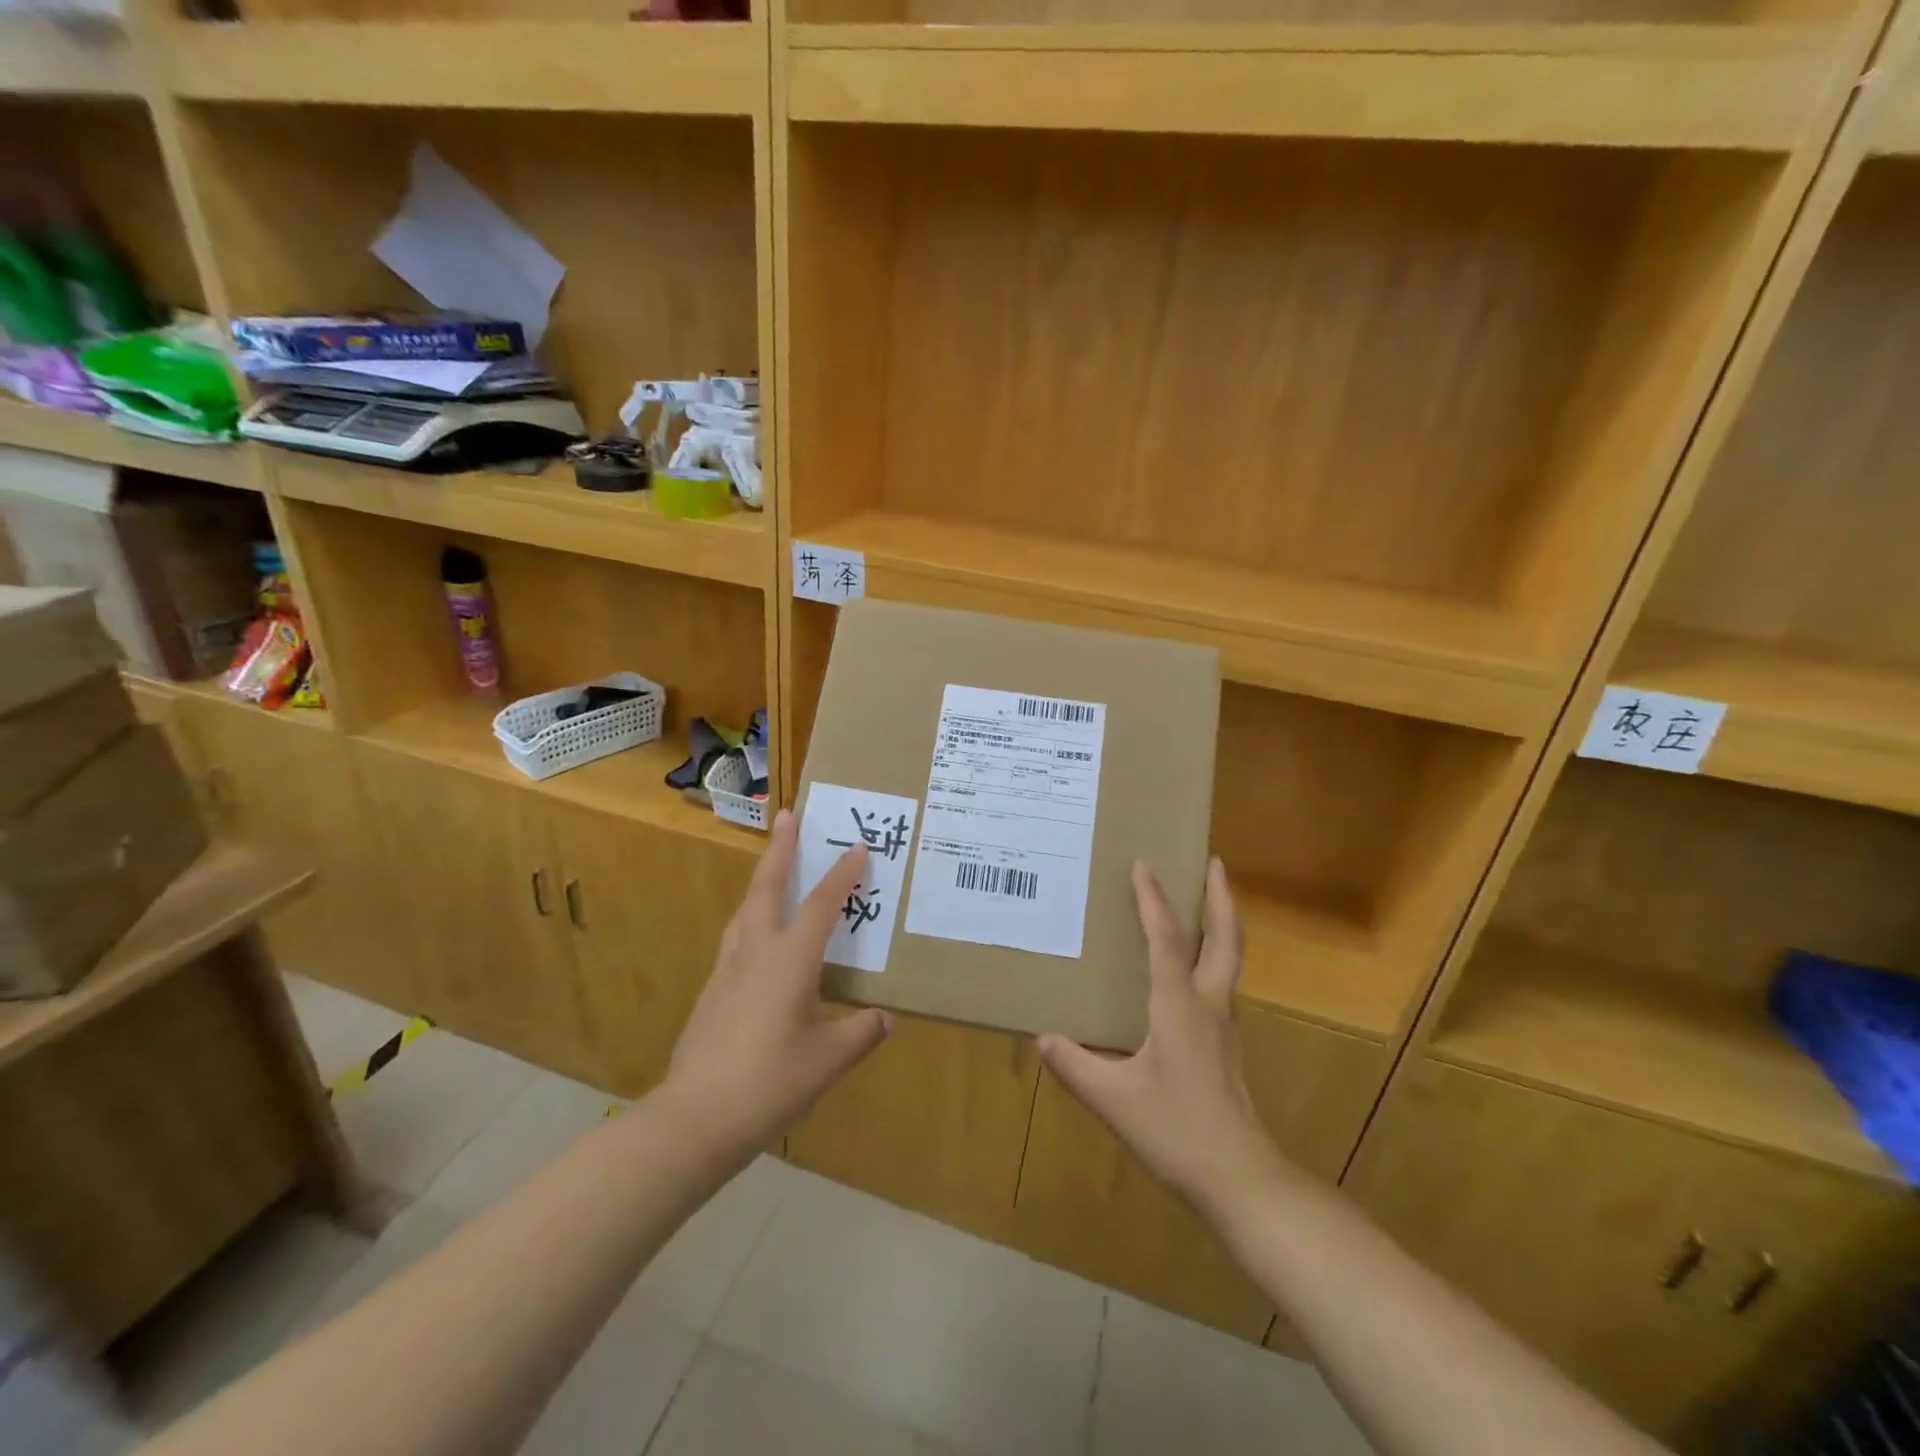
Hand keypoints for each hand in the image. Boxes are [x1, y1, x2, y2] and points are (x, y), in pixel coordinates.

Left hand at [666, 809, 890, 1145]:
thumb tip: (884, 1019)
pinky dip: (751, 920)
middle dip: (780, 850)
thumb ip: (860, 1033)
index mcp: (790, 960)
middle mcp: (757, 952)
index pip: (822, 904)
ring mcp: (728, 970)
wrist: (695, 1118)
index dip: (842, 874)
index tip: (857, 847)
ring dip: (761, 881)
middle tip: (787, 817)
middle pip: (768, 887)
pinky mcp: (712, 992)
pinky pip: (736, 938)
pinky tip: (756, 938)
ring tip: (772, 870)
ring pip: (745, 910)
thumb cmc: (770, 1082)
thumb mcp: (828, 1061)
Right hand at [1039, 859, 1284, 1213]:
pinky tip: (1190, 971)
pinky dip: (1212, 957)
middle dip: (1220, 896)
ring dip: (1220, 923)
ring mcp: (1225, 1025)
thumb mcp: (1115, 1100)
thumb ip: (1076, 1067)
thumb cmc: (1177, 1131)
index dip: (1152, 900)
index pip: (1166, 939)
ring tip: (1204, 902)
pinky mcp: (1227, 1045)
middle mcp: (1209, 1004)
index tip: (1143, 864)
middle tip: (1212, 862)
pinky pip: (1221, 984)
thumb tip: (1043, 1038)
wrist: (1241, 1180)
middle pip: (1225, 937)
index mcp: (1179, 1007)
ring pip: (1229, 959)